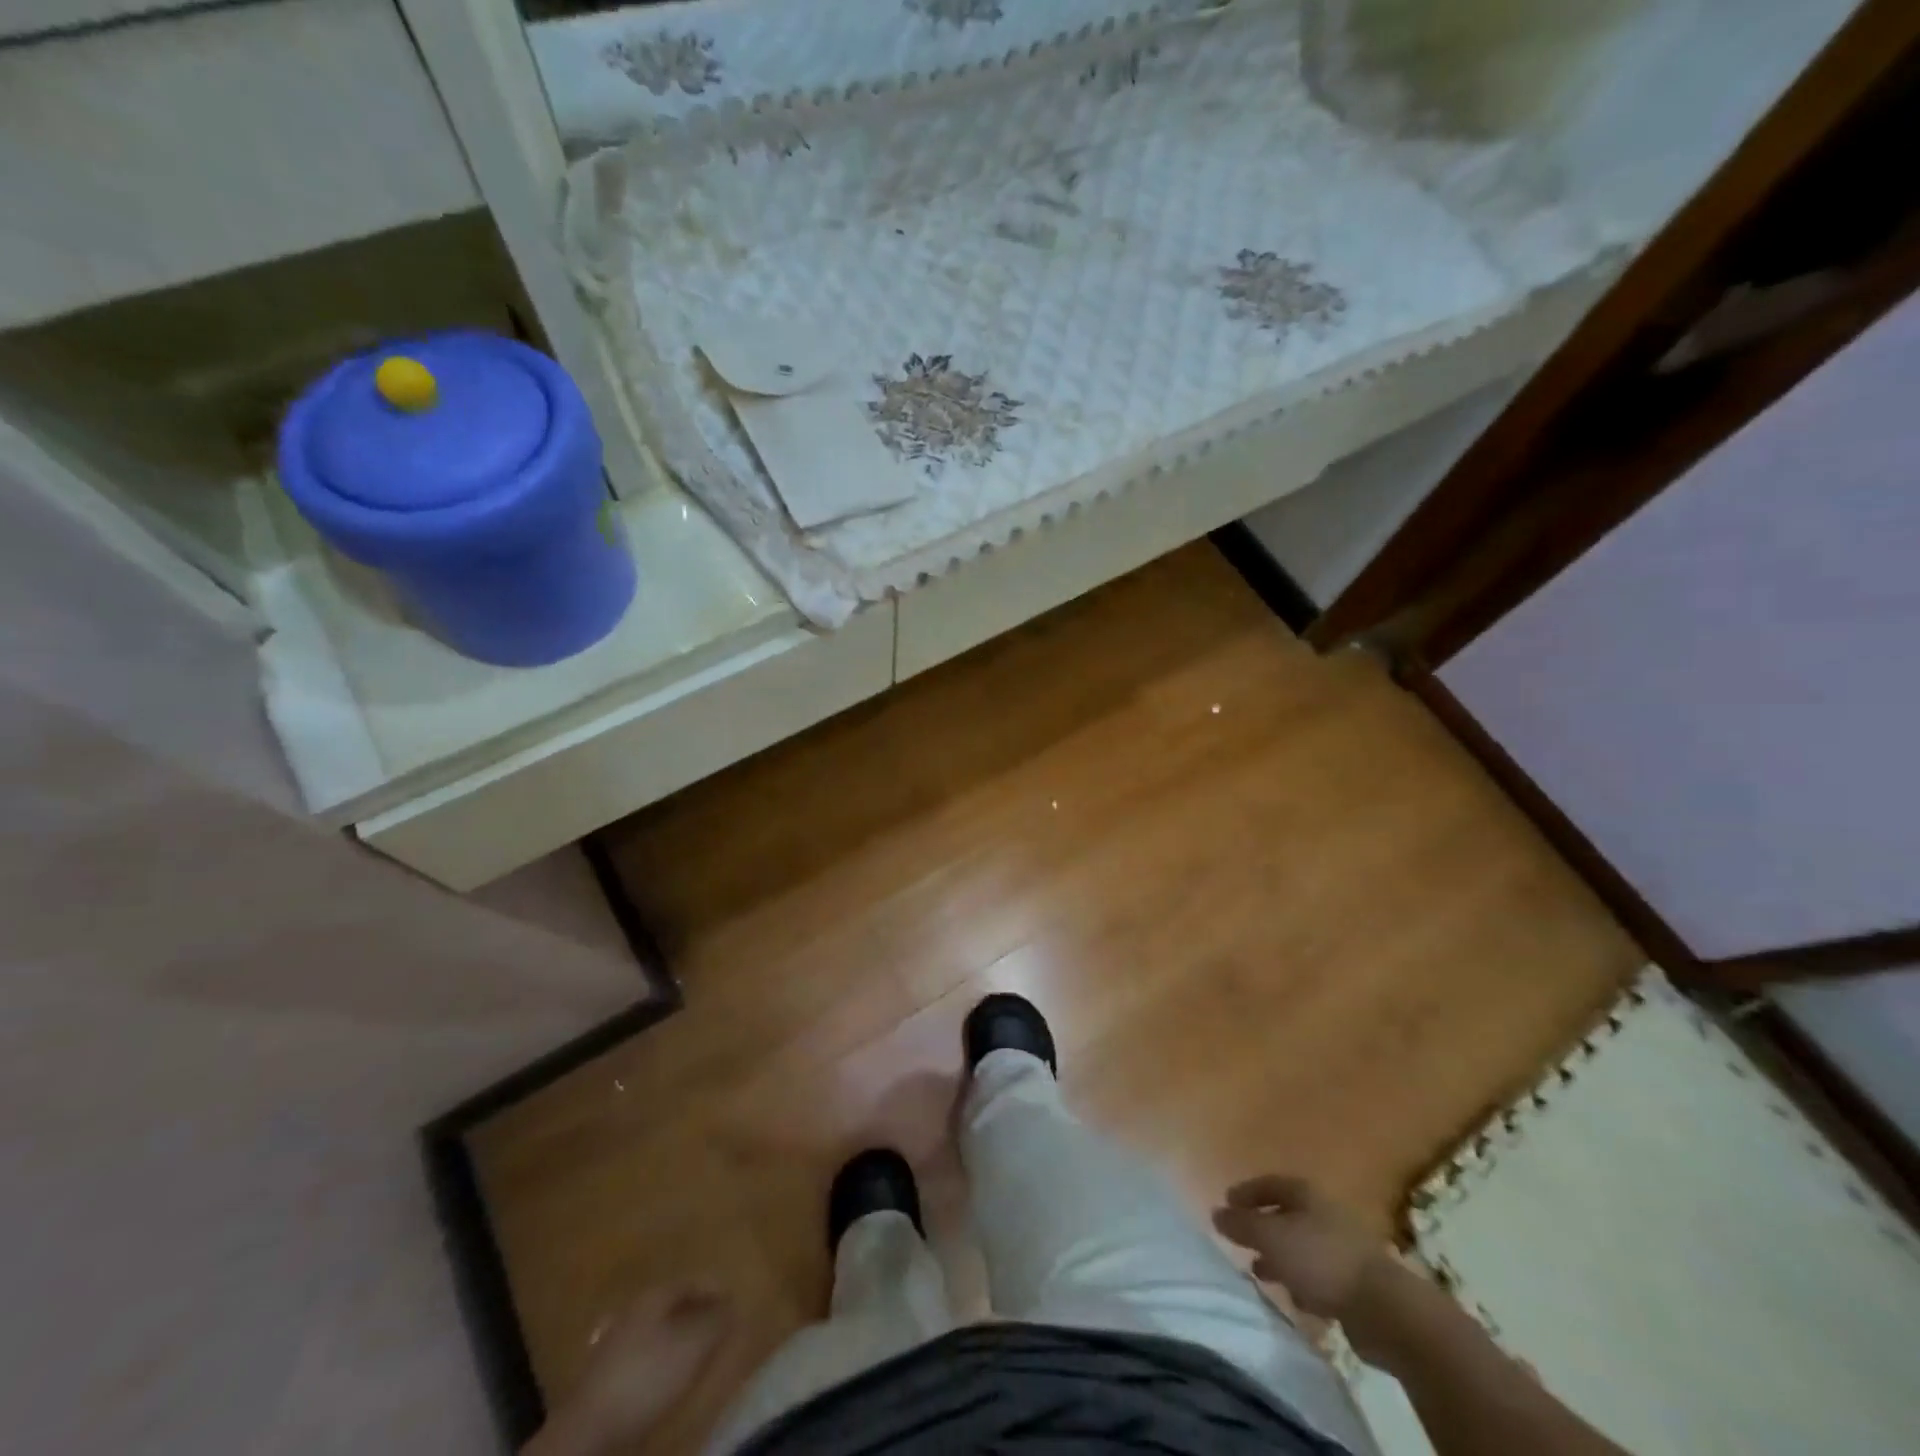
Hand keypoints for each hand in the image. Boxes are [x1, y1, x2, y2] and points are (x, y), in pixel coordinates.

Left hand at [538, 1284, 733, 1454]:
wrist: (588, 1432)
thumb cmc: (648, 1376)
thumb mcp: (693, 1345)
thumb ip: (716, 1321)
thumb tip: (732, 1304)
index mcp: (653, 1297)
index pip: (690, 1282)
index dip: (714, 1289)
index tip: (734, 1301)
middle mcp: (632, 1313)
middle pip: (671, 1306)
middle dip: (696, 1314)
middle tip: (718, 1327)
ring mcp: (614, 1345)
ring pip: (655, 1333)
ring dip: (677, 1340)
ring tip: (697, 1356)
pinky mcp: (604, 1380)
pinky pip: (642, 1359)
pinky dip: (659, 1363)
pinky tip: (666, 1380)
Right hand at [1212, 1175, 1393, 1322]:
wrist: (1383, 1308)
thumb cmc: (1319, 1259)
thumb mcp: (1270, 1237)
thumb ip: (1241, 1224)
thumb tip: (1215, 1212)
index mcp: (1305, 1193)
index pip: (1268, 1184)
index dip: (1245, 1192)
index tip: (1226, 1204)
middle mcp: (1324, 1213)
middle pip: (1285, 1215)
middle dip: (1262, 1228)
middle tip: (1240, 1241)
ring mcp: (1342, 1247)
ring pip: (1301, 1247)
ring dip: (1280, 1257)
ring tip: (1259, 1272)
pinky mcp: (1354, 1282)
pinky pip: (1318, 1276)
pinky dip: (1301, 1281)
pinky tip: (1292, 1296)